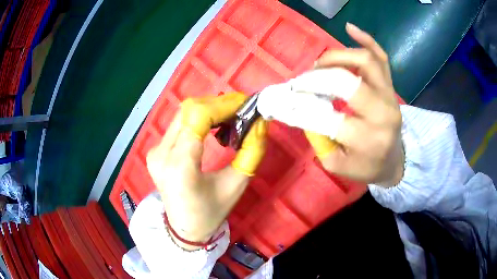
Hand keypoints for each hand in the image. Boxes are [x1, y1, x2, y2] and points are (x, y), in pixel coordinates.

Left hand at [146, 93, 266, 249]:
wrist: (184, 228)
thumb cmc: (211, 212)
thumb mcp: (236, 184)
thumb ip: (252, 151)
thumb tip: (260, 121)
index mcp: (180, 166)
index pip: (198, 117)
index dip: (224, 105)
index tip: (245, 104)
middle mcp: (161, 154)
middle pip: (189, 110)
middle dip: (218, 104)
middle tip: (241, 110)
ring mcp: (155, 151)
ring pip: (183, 114)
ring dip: (209, 109)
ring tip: (230, 117)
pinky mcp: (155, 150)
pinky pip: (178, 124)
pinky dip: (198, 118)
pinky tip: (212, 127)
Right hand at [305, 23, 403, 186]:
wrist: (393, 161)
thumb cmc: (365, 166)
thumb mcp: (336, 164)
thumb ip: (318, 139)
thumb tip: (303, 108)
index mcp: (367, 139)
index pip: (327, 118)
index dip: (302, 106)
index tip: (286, 100)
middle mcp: (382, 113)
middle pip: (347, 82)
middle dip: (316, 78)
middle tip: (302, 82)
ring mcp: (389, 95)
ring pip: (365, 61)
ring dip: (336, 56)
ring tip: (320, 64)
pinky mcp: (391, 86)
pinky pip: (381, 56)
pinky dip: (366, 39)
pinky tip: (349, 28)